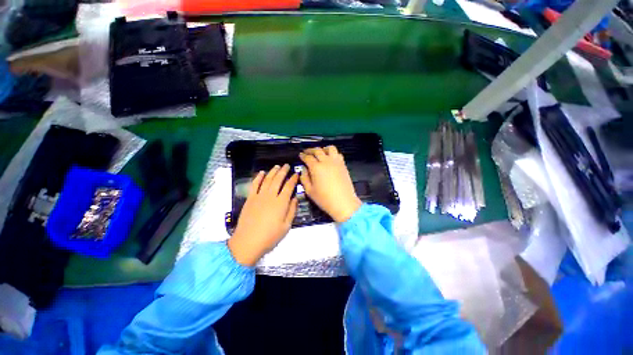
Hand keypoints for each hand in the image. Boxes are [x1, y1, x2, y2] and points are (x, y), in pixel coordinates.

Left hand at [228, 164, 298, 265]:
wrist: (248, 242)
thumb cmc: (270, 236)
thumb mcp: (286, 226)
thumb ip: (292, 210)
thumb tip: (295, 198)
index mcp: (281, 203)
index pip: (289, 187)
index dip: (293, 179)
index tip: (296, 174)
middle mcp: (270, 196)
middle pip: (278, 180)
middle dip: (283, 171)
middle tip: (287, 165)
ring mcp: (259, 196)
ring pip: (267, 180)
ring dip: (272, 172)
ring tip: (277, 166)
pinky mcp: (250, 199)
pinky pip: (254, 185)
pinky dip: (258, 177)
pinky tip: (261, 172)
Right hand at [299, 146, 361, 222]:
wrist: (344, 203)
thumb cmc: (325, 199)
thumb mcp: (309, 191)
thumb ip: (304, 178)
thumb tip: (303, 168)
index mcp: (316, 168)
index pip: (308, 157)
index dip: (303, 156)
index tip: (300, 155)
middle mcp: (326, 161)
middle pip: (317, 150)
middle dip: (310, 150)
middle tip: (307, 152)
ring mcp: (336, 162)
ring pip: (329, 148)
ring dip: (323, 149)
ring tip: (320, 153)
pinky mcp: (343, 165)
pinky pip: (338, 154)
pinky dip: (332, 153)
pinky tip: (330, 158)